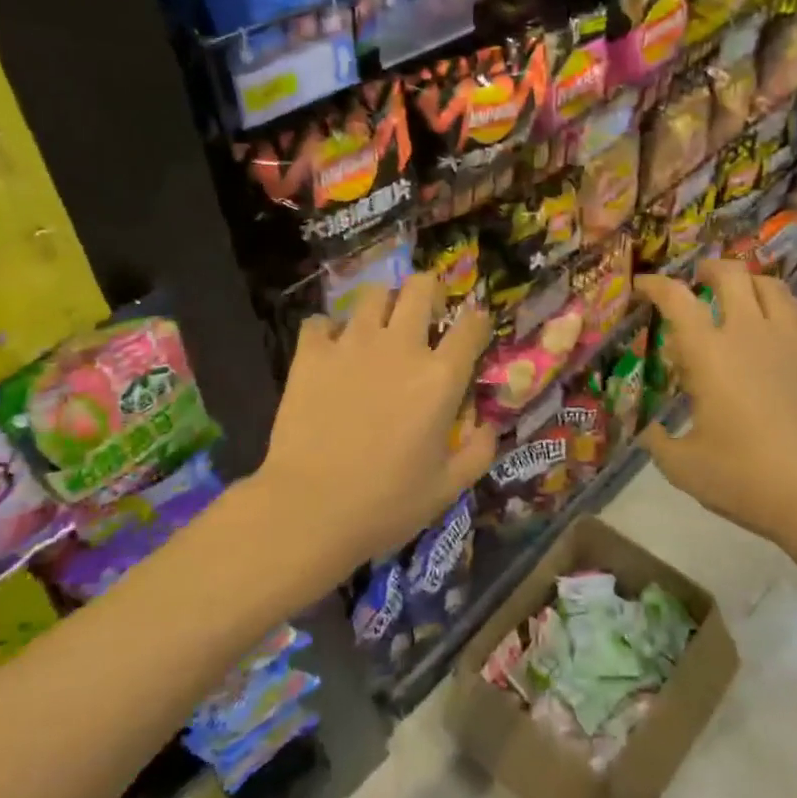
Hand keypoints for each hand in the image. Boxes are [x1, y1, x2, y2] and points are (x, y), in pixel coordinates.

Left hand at [249, 275, 496, 590]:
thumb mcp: (448, 488)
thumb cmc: (386, 504)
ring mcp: (352, 345)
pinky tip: (331, 351)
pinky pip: (321, 322)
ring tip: (380, 327)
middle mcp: (400, 347)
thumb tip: (488, 425)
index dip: (478, 321)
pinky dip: (329, 331)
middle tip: (428, 311)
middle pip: (422, 288)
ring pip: (373, 294)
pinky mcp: (311, 355)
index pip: (472, 326)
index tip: (475, 330)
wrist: (309, 510)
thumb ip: (478, 452)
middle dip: (431, 291)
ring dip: (383, 305)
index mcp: (440, 378)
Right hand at [637, 261, 796, 564]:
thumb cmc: (748, 479)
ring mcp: (794, 340)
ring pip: (771, 286)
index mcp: (710, 353)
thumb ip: (657, 442)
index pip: (677, 299)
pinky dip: (776, 308)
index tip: (642, 286)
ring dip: (747, 282)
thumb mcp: (684, 468)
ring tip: (737, 299)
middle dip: (708, 269)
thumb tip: (647, 430)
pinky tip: (771, 336)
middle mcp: (751, 333)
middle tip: (696, 281)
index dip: (655, 285)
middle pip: (731, 274)